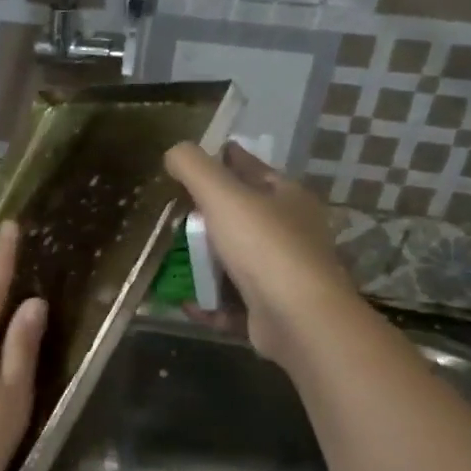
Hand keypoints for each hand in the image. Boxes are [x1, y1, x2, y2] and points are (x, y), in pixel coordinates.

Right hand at [164, 142, 357, 364]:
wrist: (299, 319)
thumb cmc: (264, 247)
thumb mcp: (223, 195)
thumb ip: (194, 168)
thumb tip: (174, 152)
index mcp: (287, 198)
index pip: (253, 169)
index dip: (228, 159)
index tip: (202, 157)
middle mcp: (290, 233)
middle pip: (243, 217)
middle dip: (210, 215)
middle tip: (175, 212)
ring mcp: (282, 275)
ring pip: (237, 262)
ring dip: (206, 263)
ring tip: (172, 259)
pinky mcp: (271, 311)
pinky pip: (232, 302)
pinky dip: (209, 302)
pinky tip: (185, 302)